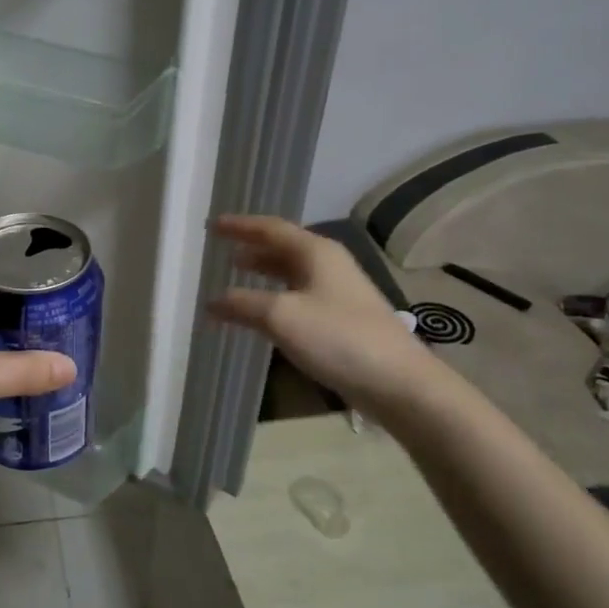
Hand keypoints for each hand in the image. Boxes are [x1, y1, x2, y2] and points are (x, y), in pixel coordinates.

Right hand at [207, 215, 437, 408]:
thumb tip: (211, 300)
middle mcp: (328, 265)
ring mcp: (338, 293)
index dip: (240, 226)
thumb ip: (242, 304)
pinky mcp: (342, 320)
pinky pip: (299, 298)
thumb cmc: (338, 338)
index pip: (270, 228)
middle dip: (252, 248)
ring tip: (237, 277)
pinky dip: (275, 298)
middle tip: (223, 252)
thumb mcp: (281, 317)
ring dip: (264, 274)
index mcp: (316, 252)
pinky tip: (263, 315)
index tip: (212, 225)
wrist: (397, 382)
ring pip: (292, 274)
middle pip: (283, 248)